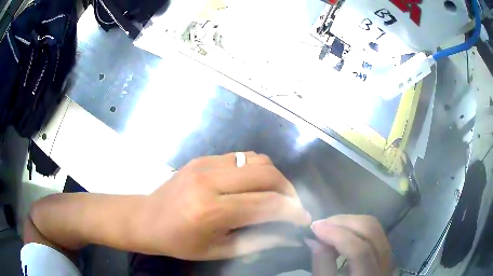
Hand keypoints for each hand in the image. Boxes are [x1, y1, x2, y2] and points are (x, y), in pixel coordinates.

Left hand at [141, 152, 310, 259]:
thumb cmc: (180, 242)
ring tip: (276, 195)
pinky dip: (257, 170)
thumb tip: (290, 236)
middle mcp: (210, 180)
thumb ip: (259, 242)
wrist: (146, 218)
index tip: (304, 219)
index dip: (292, 212)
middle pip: (267, 173)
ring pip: (257, 160)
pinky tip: (254, 185)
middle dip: (288, 190)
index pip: (267, 204)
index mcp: (212, 211)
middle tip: (292, 206)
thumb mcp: (220, 251)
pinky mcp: (203, 158)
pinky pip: (241, 157)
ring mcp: (206, 164)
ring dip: (274, 177)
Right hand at [308, 215, 392, 275]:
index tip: (315, 227)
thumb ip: (322, 264)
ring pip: (375, 227)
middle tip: (322, 223)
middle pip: (371, 231)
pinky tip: (343, 230)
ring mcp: (389, 257)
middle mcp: (384, 265)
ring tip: (330, 225)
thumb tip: (313, 238)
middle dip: (344, 222)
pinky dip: (357, 226)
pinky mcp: (387, 252)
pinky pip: (376, 231)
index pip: (358, 250)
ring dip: (351, 221)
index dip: (337, 235)